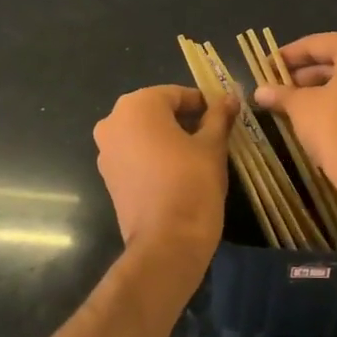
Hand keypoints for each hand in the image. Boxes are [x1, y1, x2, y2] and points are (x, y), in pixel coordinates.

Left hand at [93, 85, 235, 253]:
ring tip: (197, 154)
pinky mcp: (108, 176)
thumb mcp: (212, 145)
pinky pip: (134, 154)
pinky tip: (177, 171)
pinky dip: (153, 156)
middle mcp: (113, 122)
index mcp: (137, 106)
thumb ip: (219, 116)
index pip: (176, 94)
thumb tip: (230, 97)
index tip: (222, 117)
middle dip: (183, 120)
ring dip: (168, 137)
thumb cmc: (192, 183)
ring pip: (143, 133)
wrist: (166, 242)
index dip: (202, 104)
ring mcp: (106, 150)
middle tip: (212, 135)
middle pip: (156, 111)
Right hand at [251, 31, 336, 192]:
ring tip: (294, 101)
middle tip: (278, 85)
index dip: (288, 56)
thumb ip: (281, 93)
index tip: (267, 66)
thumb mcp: (301, 107)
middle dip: (306, 73)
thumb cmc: (335, 127)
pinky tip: (319, 113)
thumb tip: (259, 91)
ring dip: (323, 87)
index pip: (317, 44)